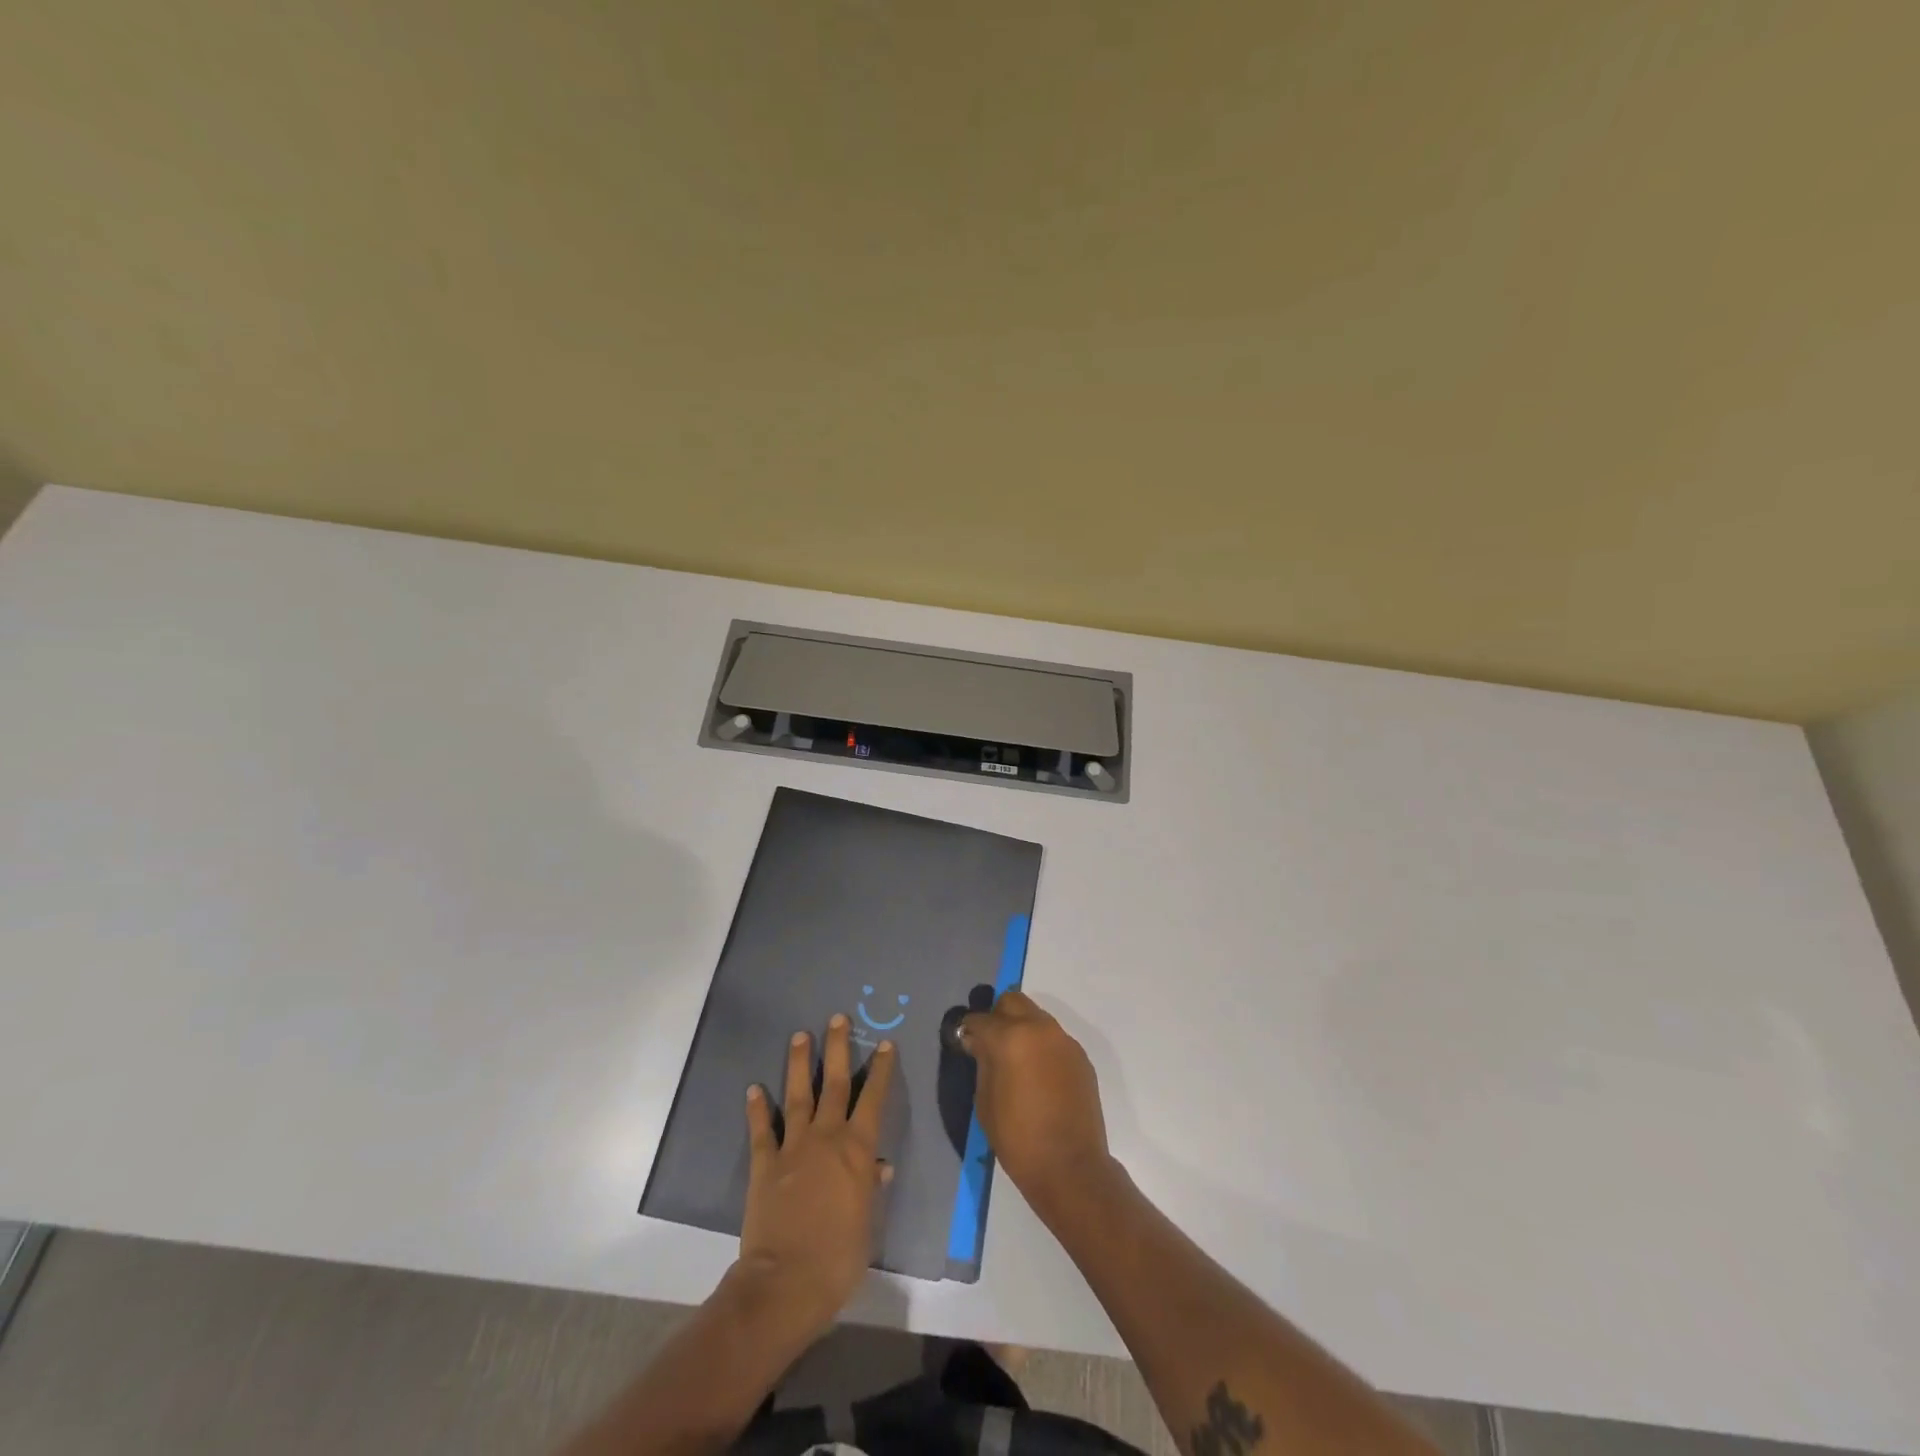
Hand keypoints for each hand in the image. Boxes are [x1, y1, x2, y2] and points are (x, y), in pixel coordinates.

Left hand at [738, 1013, 894, 1339]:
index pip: (873, 1099)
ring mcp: (792, 1148)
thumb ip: (871, 1187)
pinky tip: (754, 1089)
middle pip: (833, 1084)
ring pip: (797, 1096)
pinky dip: (757, 1109)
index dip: (880, 1070)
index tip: (885, 1044)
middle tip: (837, 1018)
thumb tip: (880, 1164)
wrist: (786, 1281)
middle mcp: (826, 1138)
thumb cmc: (839, 1256)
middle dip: (837, 1048)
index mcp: (856, 1149)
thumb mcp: (867, 1223)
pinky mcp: (765, 1164)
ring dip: (798, 1064)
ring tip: (799, 1036)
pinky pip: (762, 1130)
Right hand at [958, 990, 1112, 1217]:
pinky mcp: (1081, 1057)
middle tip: (991, 1044)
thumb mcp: (984, 1101)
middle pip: (1012, 1002)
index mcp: (1010, 1037)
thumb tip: (978, 1042)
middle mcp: (1039, 1028)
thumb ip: (982, 1062)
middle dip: (997, 1016)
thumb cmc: (1018, 1138)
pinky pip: (1054, 1039)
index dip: (968, 1030)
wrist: (1071, 1167)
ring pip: (1036, 1017)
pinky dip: (1041, 1046)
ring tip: (1016, 1060)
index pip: (980, 1019)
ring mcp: (1064, 1040)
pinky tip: (1038, 1075)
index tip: (965, 1043)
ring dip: (1022, 1028)